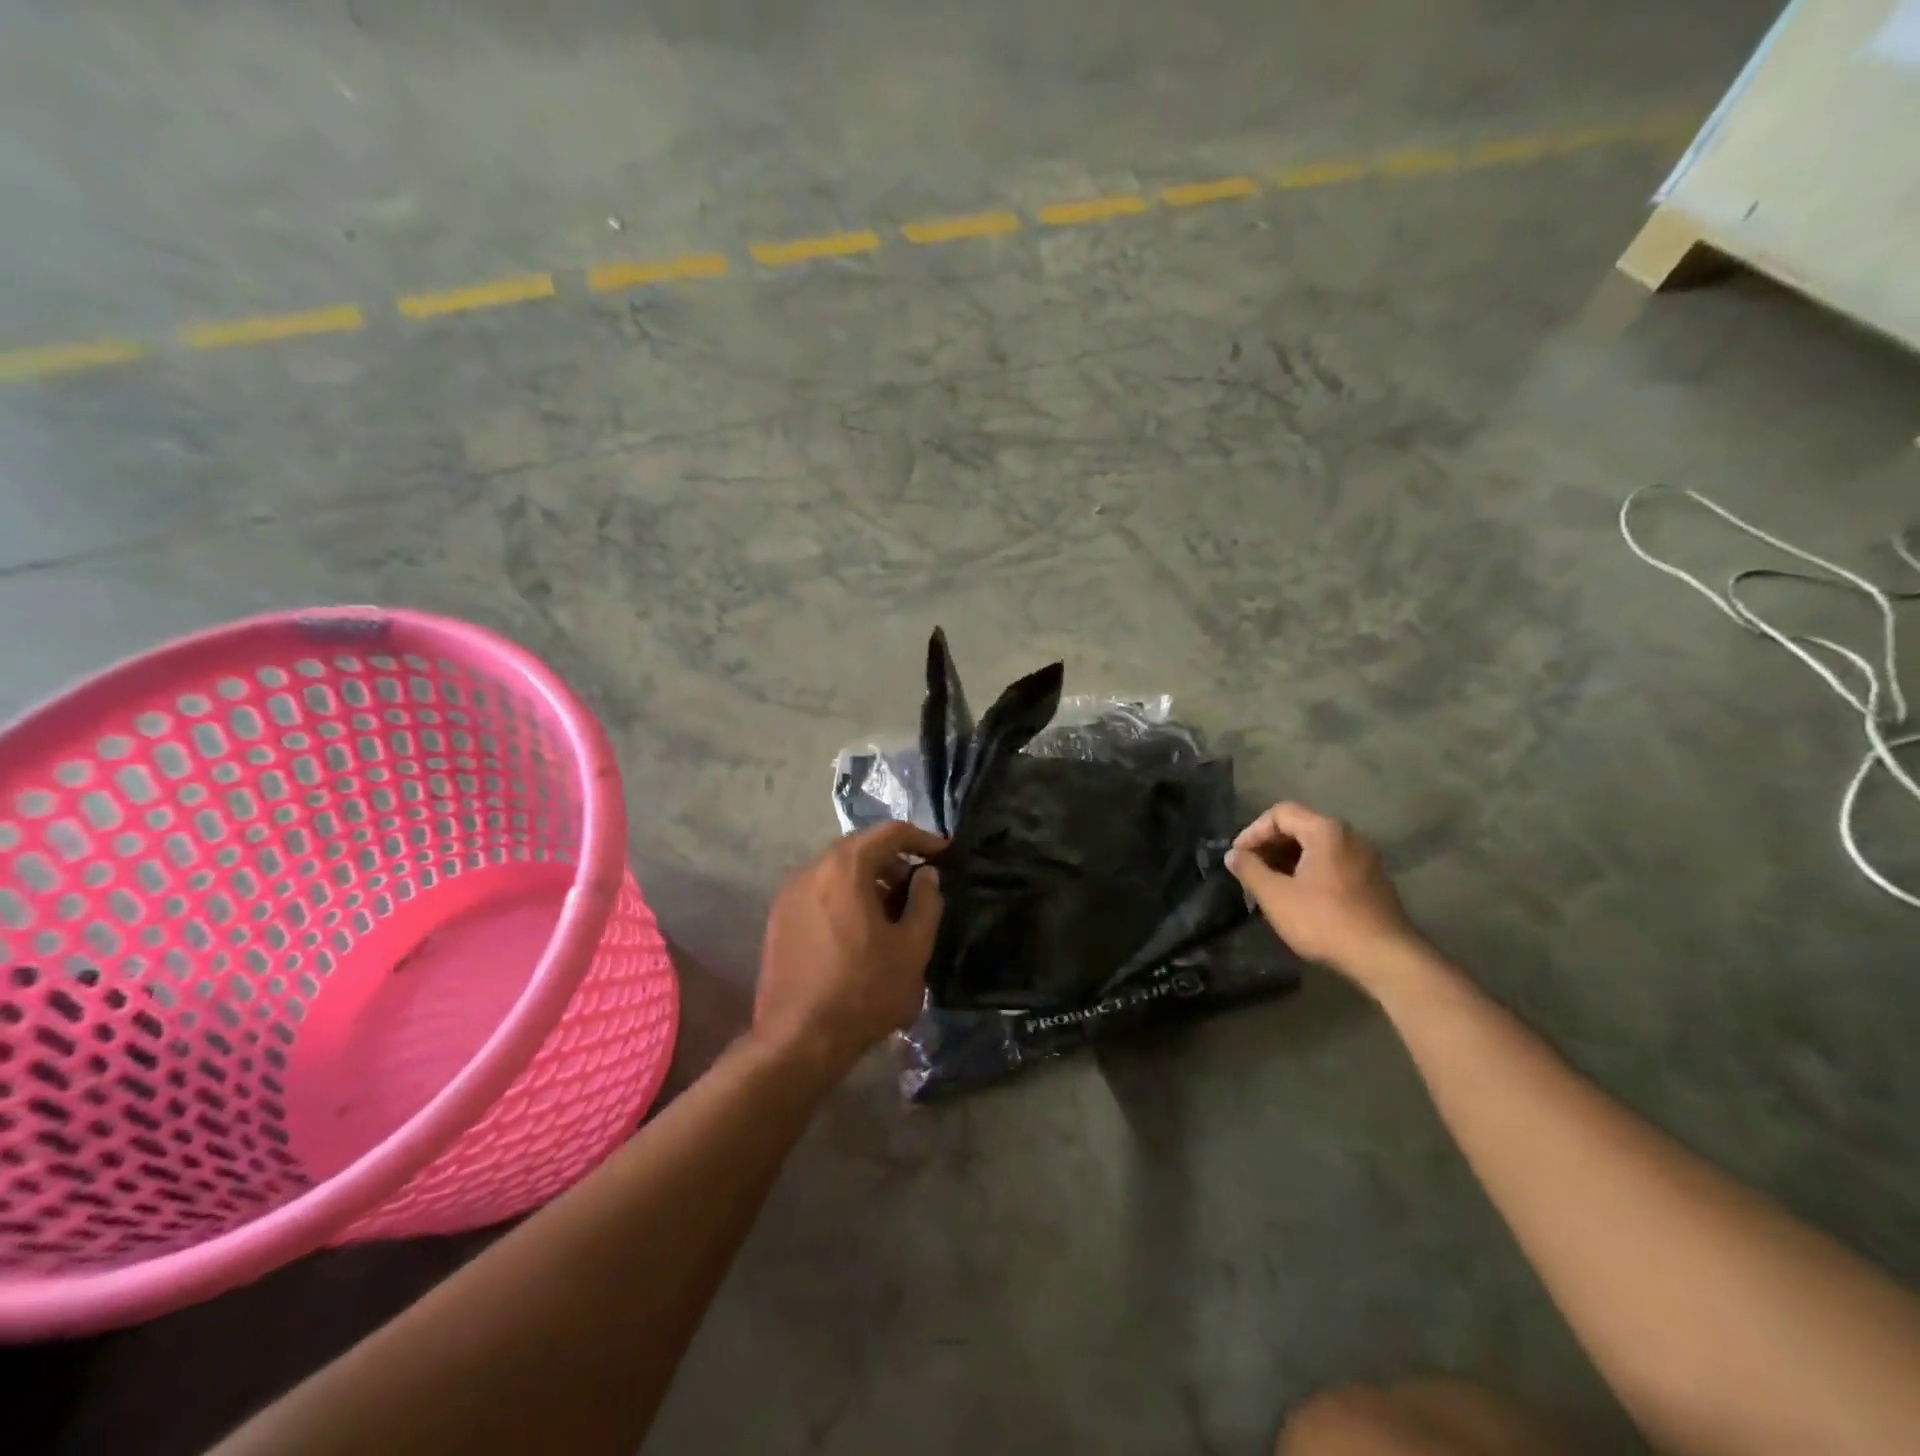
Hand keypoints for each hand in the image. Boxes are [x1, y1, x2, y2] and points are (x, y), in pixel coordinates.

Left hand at [755, 822, 946, 1078]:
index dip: (922, 839)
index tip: (945, 854)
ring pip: (837, 870)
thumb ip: (926, 902)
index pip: (889, 832)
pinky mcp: (778, 919)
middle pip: (859, 847)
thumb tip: (926, 875)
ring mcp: (789, 894)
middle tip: (919, 886)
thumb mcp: (912, 948)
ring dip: (868, 879)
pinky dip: (844, 895)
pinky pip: (819, 891)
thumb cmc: (864, 991)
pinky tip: (860, 929)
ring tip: (892, 910)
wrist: (798, 1041)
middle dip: (894, 860)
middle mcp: (811, 869)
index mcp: (845, 867)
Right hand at [1226, 802, 1422, 983]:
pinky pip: (1334, 862)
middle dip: (1270, 845)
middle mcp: (1349, 836)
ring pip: (1317, 846)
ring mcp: (1366, 858)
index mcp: (1326, 831)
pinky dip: (1310, 870)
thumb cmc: (1325, 921)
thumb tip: (1233, 855)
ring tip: (1270, 885)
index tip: (1238, 857)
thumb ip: (1250, 870)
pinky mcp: (1374, 880)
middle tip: (1250, 870)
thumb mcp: (1276, 896)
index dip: (1252, 832)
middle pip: (1300, 826)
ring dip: (1289, 859)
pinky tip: (1299, 896)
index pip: (1280, 813)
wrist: (1386, 958)